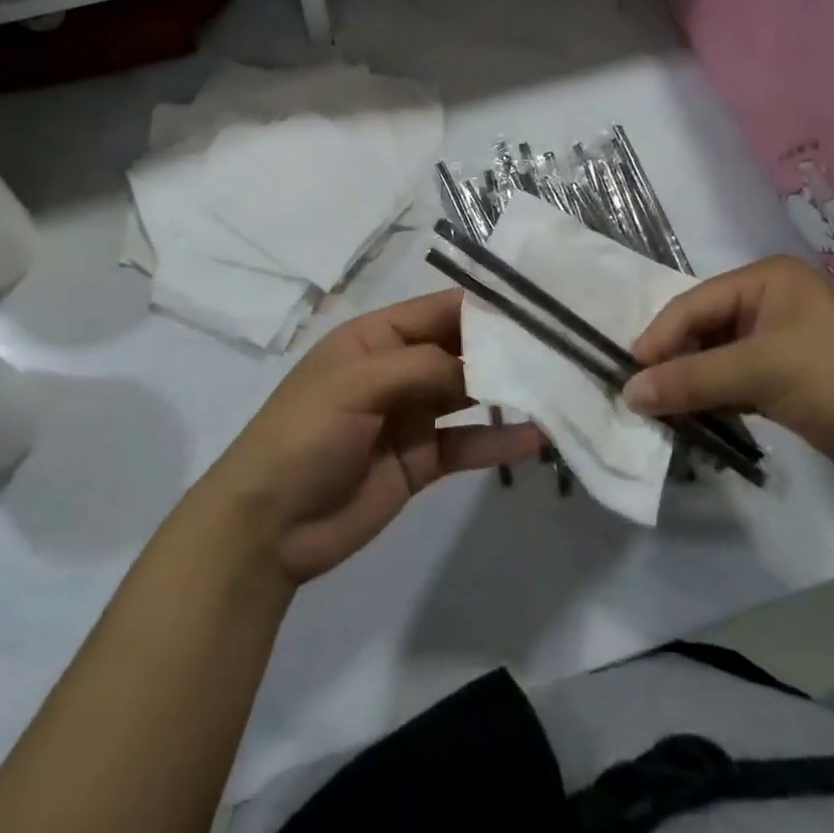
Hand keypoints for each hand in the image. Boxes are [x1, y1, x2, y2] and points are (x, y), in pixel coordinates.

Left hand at [200, 290, 543, 586]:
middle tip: (565, 347)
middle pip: (462, 350)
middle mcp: (399, 370)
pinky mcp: (421, 461)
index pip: (440, 310)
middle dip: (506, 348)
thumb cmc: (305, 435)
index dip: (486, 305)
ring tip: (560, 387)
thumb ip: (422, 367)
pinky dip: (497, 441)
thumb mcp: (356, 384)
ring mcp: (412, 417)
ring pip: (470, 395)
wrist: (268, 527)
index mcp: (377, 338)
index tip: (540, 305)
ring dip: (509, 393)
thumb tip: (483, 362)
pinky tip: (535, 439)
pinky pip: (466, 444)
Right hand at [624, 257, 833, 502]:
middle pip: (700, 332)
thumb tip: (628, 393)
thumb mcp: (763, 370)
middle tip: (638, 400)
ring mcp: (779, 349)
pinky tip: (691, 426)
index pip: (692, 305)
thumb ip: (692, 379)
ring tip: (657, 418)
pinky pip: (735, 390)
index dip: (657, 339)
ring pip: (715, 363)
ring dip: (689, 389)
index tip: (626, 376)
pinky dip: (713, 406)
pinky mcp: (788, 388)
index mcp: (764, 282)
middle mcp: (768, 307)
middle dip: (671, 365)